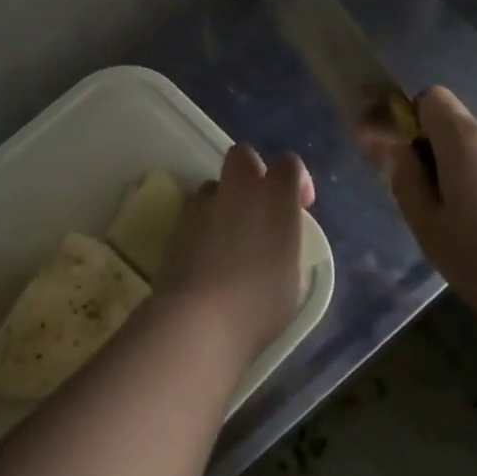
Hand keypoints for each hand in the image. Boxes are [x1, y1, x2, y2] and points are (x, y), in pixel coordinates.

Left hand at [155, 145, 313, 362]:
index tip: (300, 204)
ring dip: (224, 202)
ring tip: (228, 238)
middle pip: (243, 155)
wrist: (198, 320)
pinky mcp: (177, 223)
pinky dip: (203, 225)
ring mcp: (203, 204)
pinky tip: (206, 256)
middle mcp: (239, 190)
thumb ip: (287, 247)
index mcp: (276, 198)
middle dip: (252, 172)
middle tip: (259, 207)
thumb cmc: (259, 305)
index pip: (289, 163)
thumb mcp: (292, 279)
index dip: (297, 179)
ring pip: (215, 186)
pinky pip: (195, 212)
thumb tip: (279, 243)